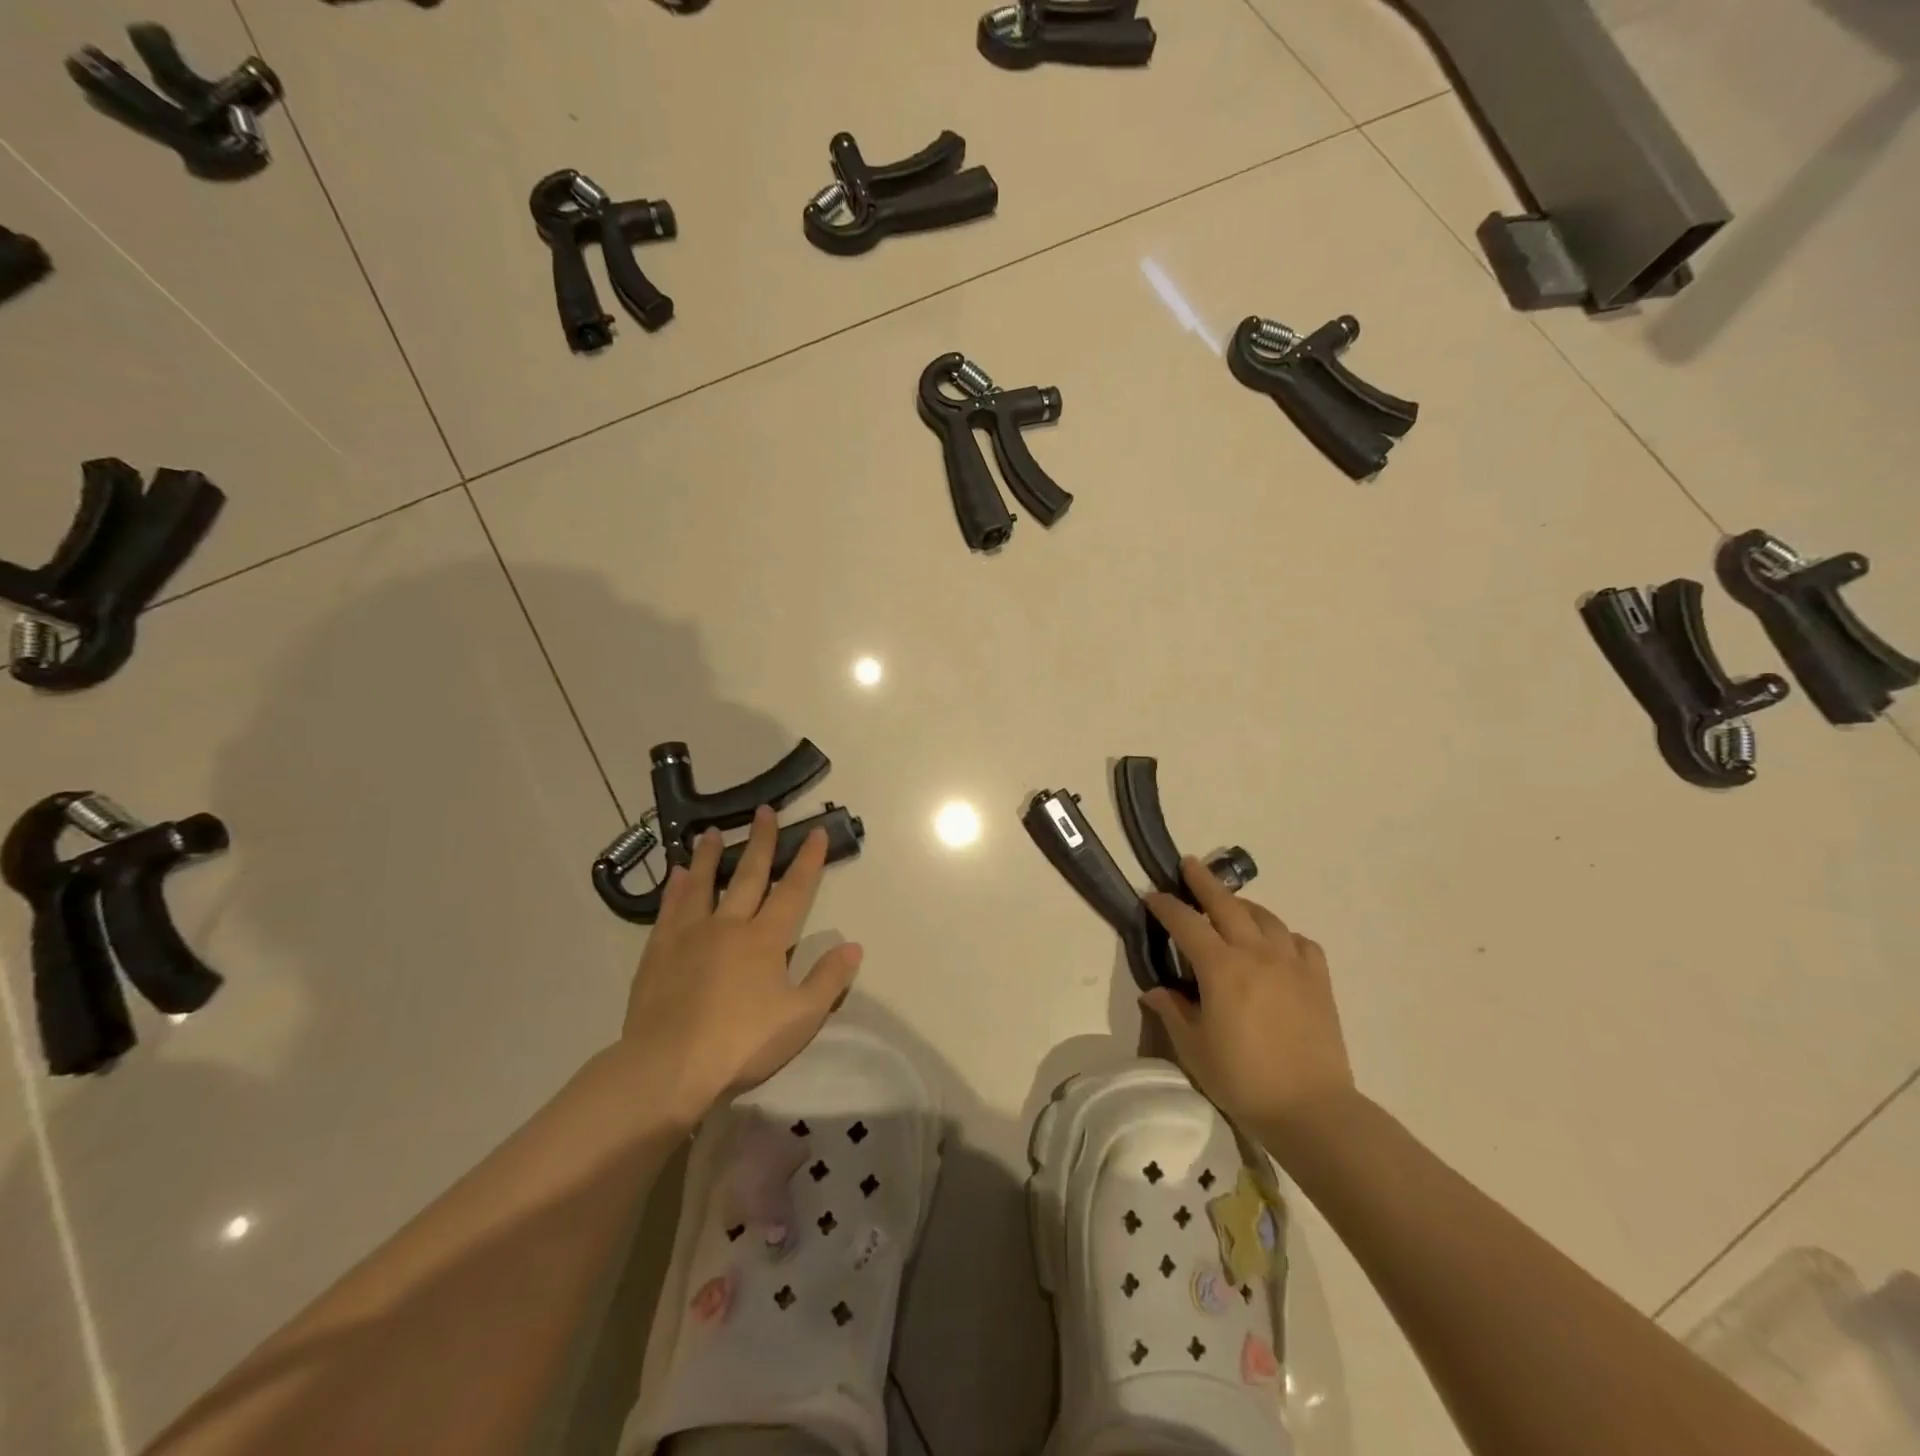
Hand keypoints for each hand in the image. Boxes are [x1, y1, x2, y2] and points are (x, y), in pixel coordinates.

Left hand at [620, 806, 861, 1117]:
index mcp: (766, 940)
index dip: (807, 860)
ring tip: (711, 832)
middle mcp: (729, 926)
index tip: (815, 831)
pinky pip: (669, 909)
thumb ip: (828, 980)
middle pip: (748, 875)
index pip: (794, 891)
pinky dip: (675, 888)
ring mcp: (689, 936)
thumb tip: (853, 945)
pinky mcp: (658, 952)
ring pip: (703, 884)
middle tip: (763, 811)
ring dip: (709, 856)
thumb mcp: (800, 1018)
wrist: (668, 1068)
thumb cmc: (742, 1043)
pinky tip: (675, 874)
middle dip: (760, 842)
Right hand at [1141, 858, 1353, 1138]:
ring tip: (1231, 906)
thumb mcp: (1194, 1049)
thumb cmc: (1243, 1079)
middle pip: (1226, 905)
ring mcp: (1292, 964)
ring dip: (1242, 905)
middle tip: (1189, 864)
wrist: (1312, 1109)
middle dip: (1204, 881)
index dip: (1165, 906)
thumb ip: (1173, 1012)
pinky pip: (1299, 942)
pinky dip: (1282, 935)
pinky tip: (1277, 945)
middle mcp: (1256, 953)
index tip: (1151, 895)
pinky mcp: (1318, 980)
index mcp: (1220, 968)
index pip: (1186, 923)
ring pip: (1265, 917)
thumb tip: (1155, 991)